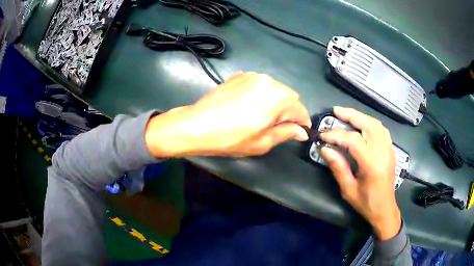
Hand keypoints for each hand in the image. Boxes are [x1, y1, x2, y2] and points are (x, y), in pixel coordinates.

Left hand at [145, 72, 310, 156]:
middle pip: (290, 97)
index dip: (302, 123)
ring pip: (275, 89)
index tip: (300, 132)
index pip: (300, 110)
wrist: (196, 125)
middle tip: (278, 127)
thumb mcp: (262, 142)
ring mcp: (253, 75)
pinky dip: (262, 94)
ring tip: (262, 116)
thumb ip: (286, 133)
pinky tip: (249, 106)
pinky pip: (260, 84)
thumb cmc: (231, 138)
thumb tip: (302, 131)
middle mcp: (269, 81)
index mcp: (278, 98)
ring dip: (276, 102)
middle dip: (289, 112)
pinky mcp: (240, 75)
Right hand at [319, 107, 400, 240]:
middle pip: (368, 124)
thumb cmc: (366, 203)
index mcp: (371, 164)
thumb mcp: (348, 189)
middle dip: (351, 115)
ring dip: (361, 116)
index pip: (353, 140)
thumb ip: (338, 167)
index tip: (322, 135)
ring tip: (347, 115)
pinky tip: (363, 124)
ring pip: (376, 124)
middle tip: (336, 111)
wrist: (385, 209)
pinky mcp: (391, 150)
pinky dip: (370, 123)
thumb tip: (324, 149)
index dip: (336, 135)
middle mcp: (383, 152)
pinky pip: (382, 130)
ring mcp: (389, 149)